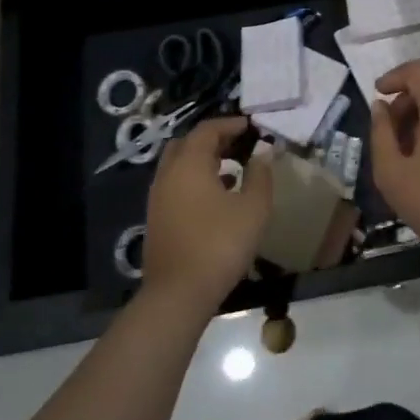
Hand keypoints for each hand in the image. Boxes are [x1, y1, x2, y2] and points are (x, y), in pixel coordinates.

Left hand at [143, 117, 273, 316]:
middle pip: (187, 143)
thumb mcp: (253, 208)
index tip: (251, 126)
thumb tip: (262, 153)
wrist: (178, 295)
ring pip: (179, 165)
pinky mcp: (156, 219)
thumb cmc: (220, 244)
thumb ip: (260, 175)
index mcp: (189, 163)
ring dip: (202, 161)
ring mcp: (158, 198)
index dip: (230, 124)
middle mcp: (168, 174)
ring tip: (231, 168)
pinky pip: (175, 185)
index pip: (207, 129)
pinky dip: (194, 180)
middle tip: (237, 144)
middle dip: (212, 139)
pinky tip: (216, 197)